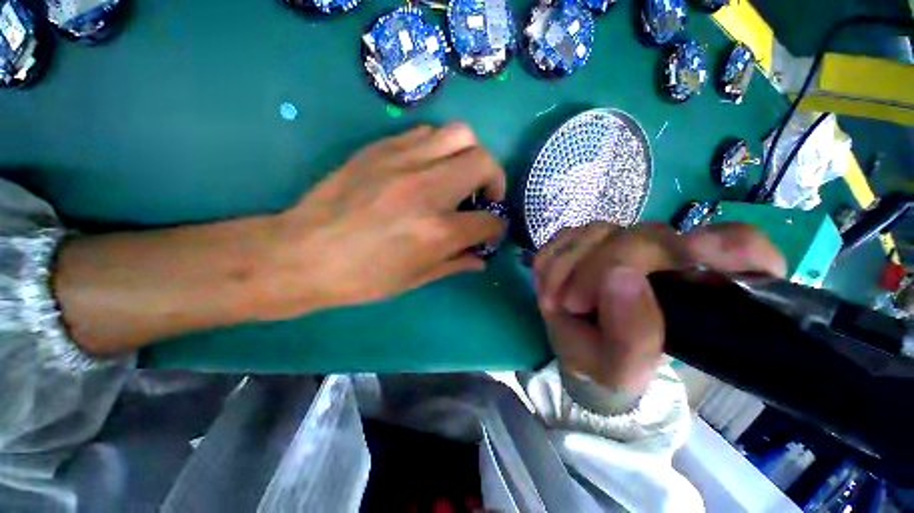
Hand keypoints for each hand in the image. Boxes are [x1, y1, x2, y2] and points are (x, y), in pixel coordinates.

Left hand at [258, 123, 506, 318]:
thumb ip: (455, 264)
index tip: (489, 232)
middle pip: (484, 163)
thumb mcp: (415, 279)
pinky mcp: (381, 148)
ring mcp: (403, 162)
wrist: (304, 253)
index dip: (496, 228)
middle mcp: (428, 190)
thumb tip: (481, 258)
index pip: (489, 221)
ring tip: (458, 177)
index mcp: (437, 231)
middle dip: (494, 181)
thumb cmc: (362, 277)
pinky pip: (427, 133)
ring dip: (470, 156)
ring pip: (461, 135)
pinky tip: (429, 169)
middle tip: (481, 198)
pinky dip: (440, 149)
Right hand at [533, 223, 785, 396]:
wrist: (578, 346)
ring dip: (567, 266)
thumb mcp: (622, 369)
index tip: (694, 253)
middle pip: (647, 236)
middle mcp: (667, 256)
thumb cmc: (607, 362)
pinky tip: (552, 285)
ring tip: (558, 300)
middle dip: (599, 267)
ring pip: (598, 232)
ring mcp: (624, 240)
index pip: (743, 249)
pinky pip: (566, 237)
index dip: (727, 245)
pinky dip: (552, 261)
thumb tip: (619, 276)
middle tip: (572, 303)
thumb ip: (632, 336)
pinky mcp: (588, 238)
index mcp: (700, 291)